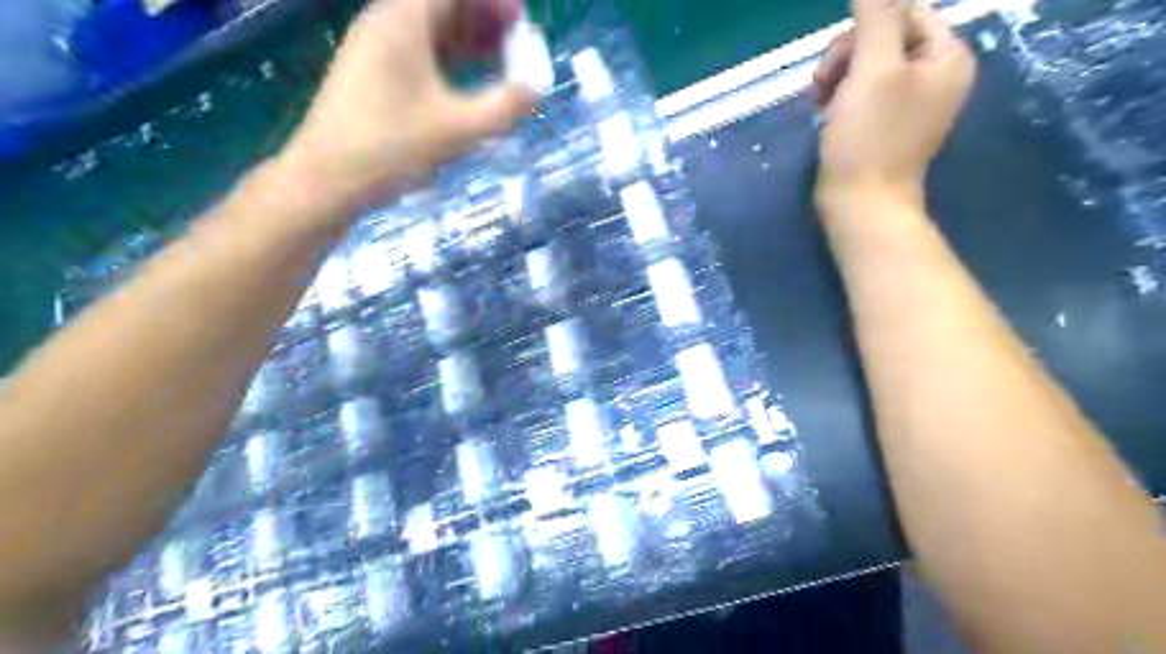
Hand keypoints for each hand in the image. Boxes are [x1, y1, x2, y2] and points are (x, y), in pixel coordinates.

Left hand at [273, 0, 536, 220]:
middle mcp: (385, 21)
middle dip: (484, 18)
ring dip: (467, 39)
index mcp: (404, 19)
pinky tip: (468, 83)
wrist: (326, 178)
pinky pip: (418, 50)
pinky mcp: (371, 74)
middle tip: (517, 45)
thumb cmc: (392, 147)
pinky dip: (448, 58)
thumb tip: (536, 91)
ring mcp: (374, 48)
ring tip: (501, 62)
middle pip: (441, 3)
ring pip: (429, 28)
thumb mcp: (459, 130)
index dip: (492, 1)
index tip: (522, 24)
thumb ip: (504, 107)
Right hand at [813, 0, 975, 205]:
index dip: (864, 29)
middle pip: (884, 37)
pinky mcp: (887, 123)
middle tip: (824, 87)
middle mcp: (936, 74)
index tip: (839, 63)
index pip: (904, 12)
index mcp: (947, 55)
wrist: (861, 203)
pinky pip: (864, 91)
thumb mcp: (873, 69)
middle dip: (848, 56)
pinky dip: (842, 97)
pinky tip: (828, 115)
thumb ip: (876, 17)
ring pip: (868, 64)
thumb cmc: (869, 138)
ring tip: (823, 105)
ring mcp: (911, 101)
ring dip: (838, 77)